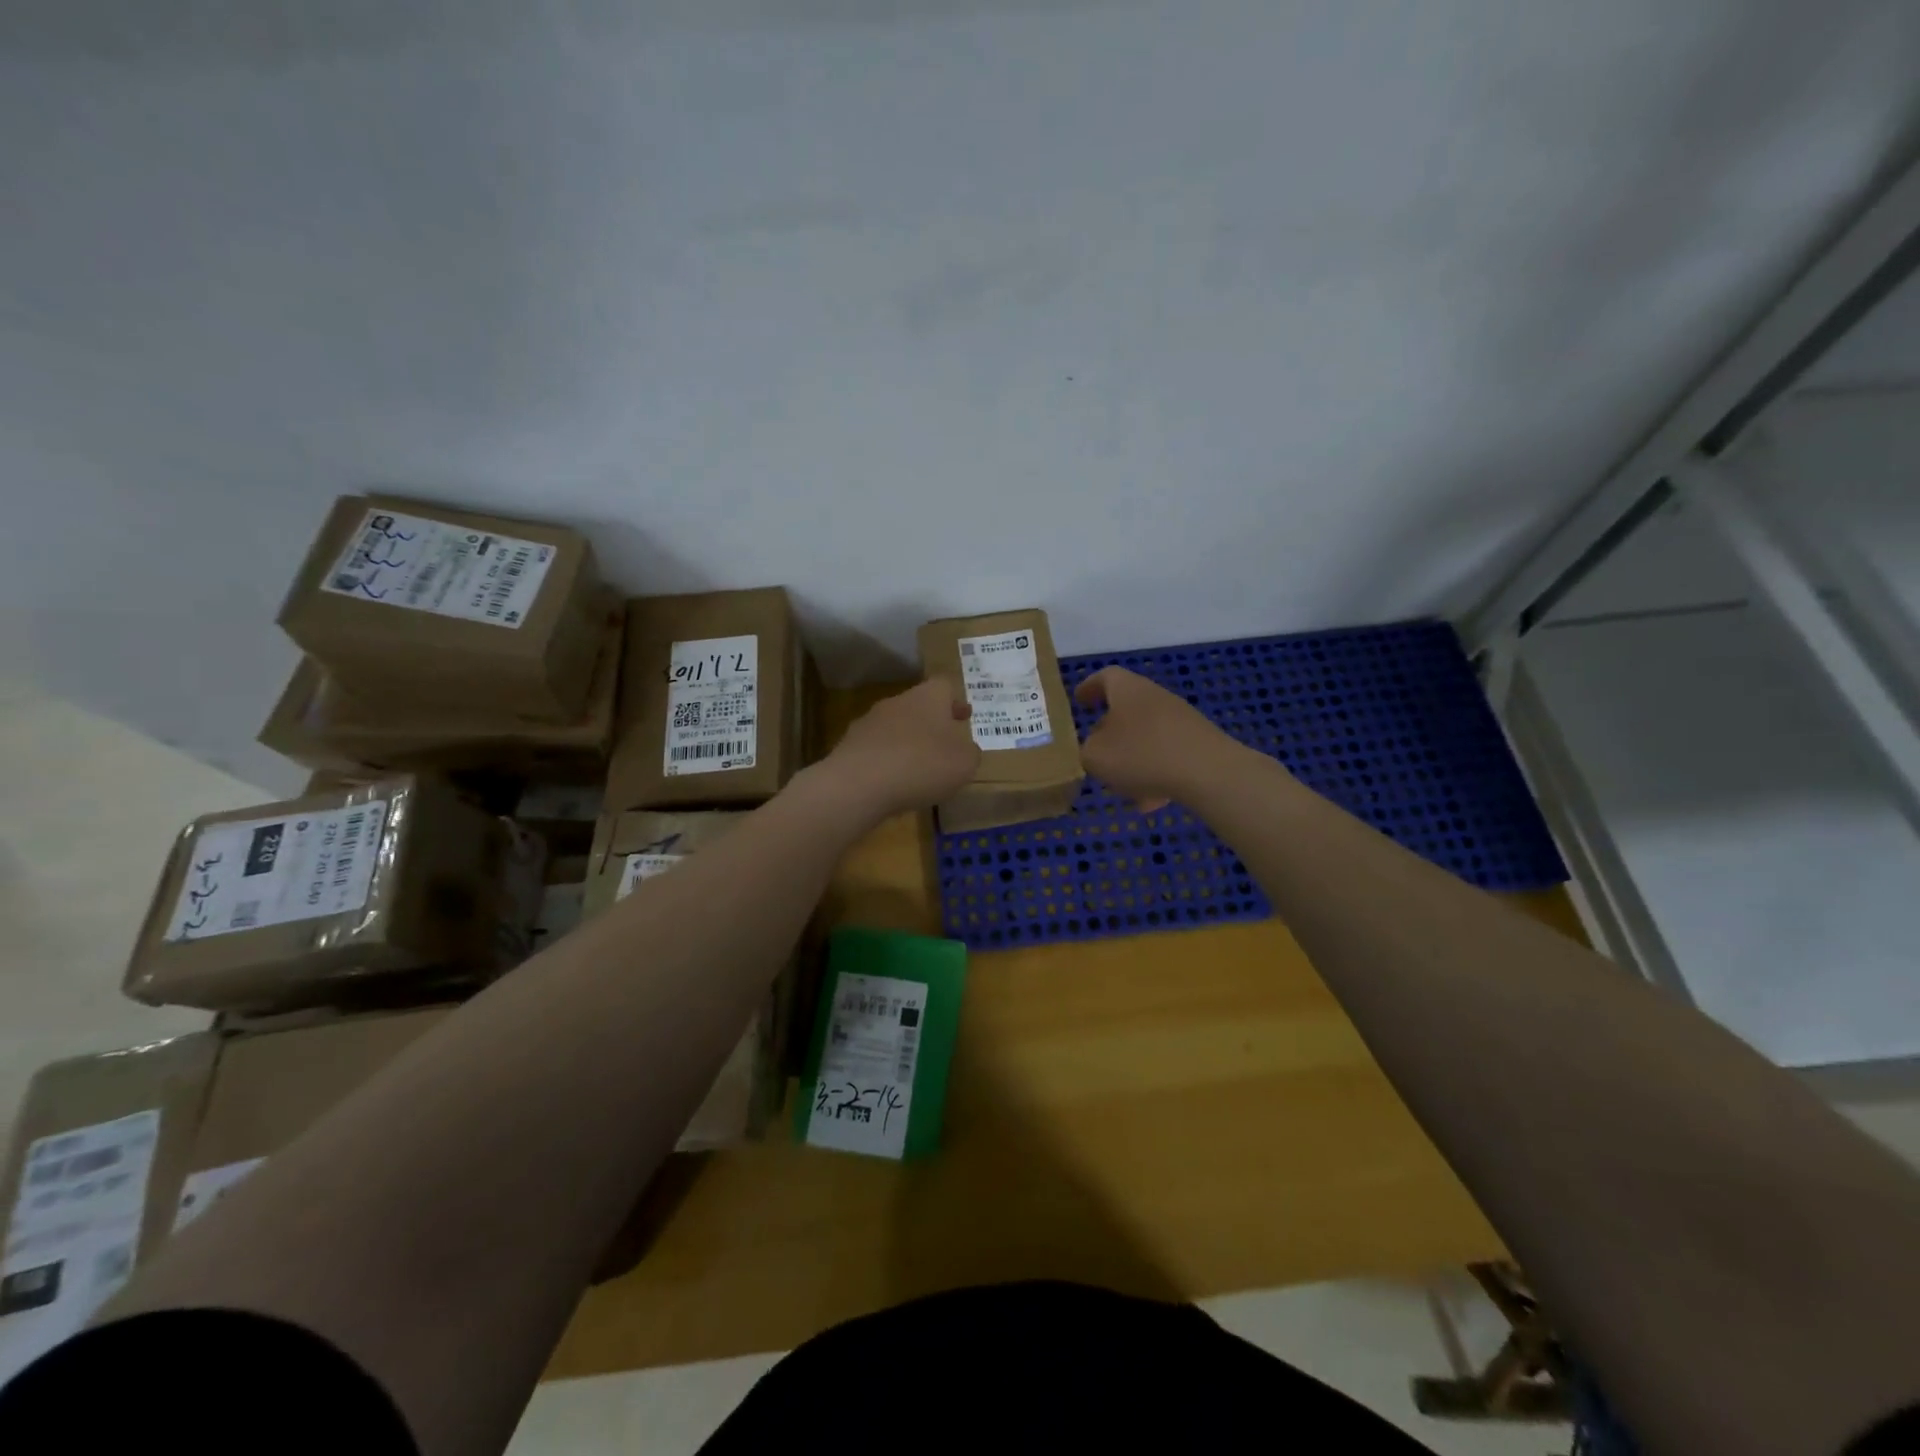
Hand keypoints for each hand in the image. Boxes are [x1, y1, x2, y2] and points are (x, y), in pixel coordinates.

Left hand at [817, 677, 981, 819]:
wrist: (858, 784)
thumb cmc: (922, 765)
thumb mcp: (965, 763)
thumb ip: (970, 753)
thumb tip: (965, 750)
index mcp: (928, 697)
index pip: (945, 686)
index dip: (956, 702)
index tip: (964, 717)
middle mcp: (897, 702)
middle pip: (919, 706)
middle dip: (932, 723)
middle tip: (945, 744)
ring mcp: (869, 722)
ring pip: (896, 727)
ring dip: (908, 743)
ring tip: (919, 768)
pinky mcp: (849, 746)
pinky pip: (876, 750)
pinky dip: (887, 762)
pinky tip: (893, 782)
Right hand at [1075, 666, 1248, 811]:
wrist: (1209, 772)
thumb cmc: (1142, 755)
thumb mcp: (1095, 756)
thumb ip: (1085, 750)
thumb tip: (1092, 747)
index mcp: (1127, 690)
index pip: (1105, 677)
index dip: (1090, 688)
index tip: (1080, 701)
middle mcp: (1155, 696)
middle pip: (1127, 707)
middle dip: (1110, 729)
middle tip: (1095, 748)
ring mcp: (1181, 718)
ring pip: (1146, 734)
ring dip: (1132, 756)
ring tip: (1122, 786)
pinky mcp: (1199, 741)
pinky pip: (1167, 754)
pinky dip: (1155, 772)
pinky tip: (1153, 800)